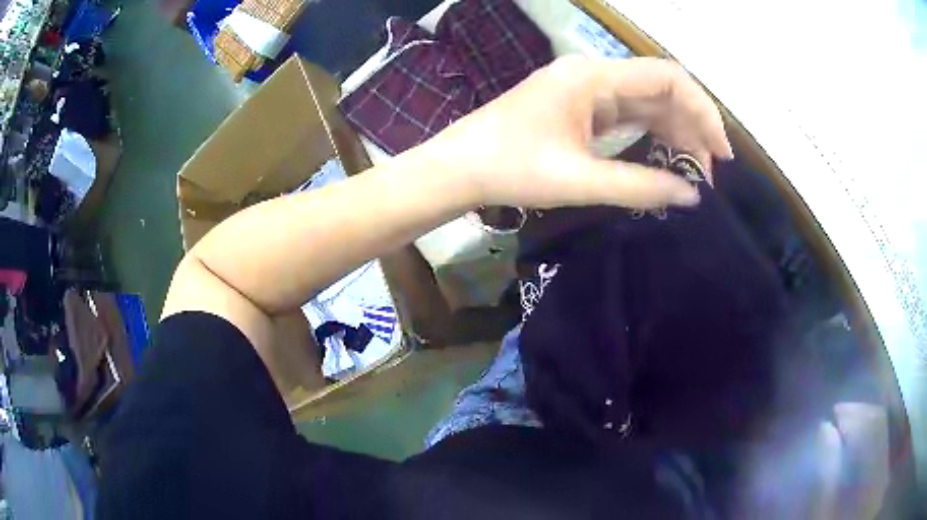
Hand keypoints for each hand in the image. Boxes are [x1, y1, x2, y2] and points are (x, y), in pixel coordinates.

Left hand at [416, 56, 733, 209]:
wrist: (456, 168)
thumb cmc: (508, 168)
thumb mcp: (578, 180)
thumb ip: (640, 186)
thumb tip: (692, 196)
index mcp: (593, 77)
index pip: (668, 78)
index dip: (703, 111)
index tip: (721, 153)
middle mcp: (593, 74)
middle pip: (661, 90)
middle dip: (691, 129)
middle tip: (707, 175)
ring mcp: (585, 90)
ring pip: (646, 103)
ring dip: (673, 134)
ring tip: (691, 174)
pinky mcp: (579, 108)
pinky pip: (627, 116)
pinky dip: (650, 137)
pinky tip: (664, 160)